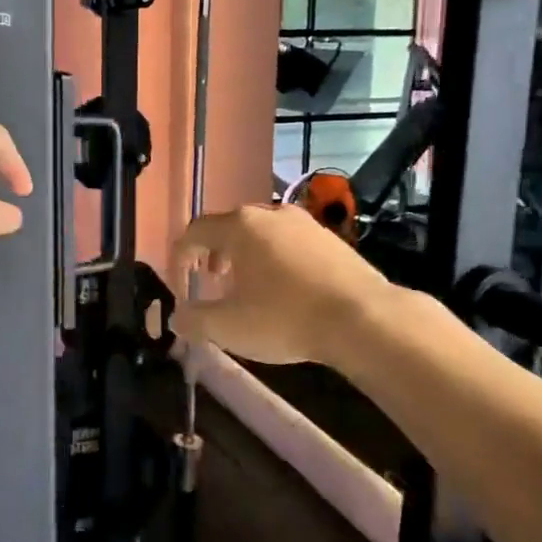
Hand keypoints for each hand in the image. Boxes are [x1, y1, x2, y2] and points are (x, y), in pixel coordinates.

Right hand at [174, 204, 394, 366]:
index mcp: (239, 226)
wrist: (364, 319)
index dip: (180, 258)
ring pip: (262, 233)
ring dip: (246, 257)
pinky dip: (276, 260)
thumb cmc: (285, 318)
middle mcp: (270, 214)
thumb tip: (177, 317)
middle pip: (229, 227)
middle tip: (212, 281)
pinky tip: (286, 290)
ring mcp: (305, 223)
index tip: (182, 285)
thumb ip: (194, 320)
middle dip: (214, 254)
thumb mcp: (228, 327)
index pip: (194, 232)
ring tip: (248, 286)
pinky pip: (290, 243)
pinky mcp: (332, 239)